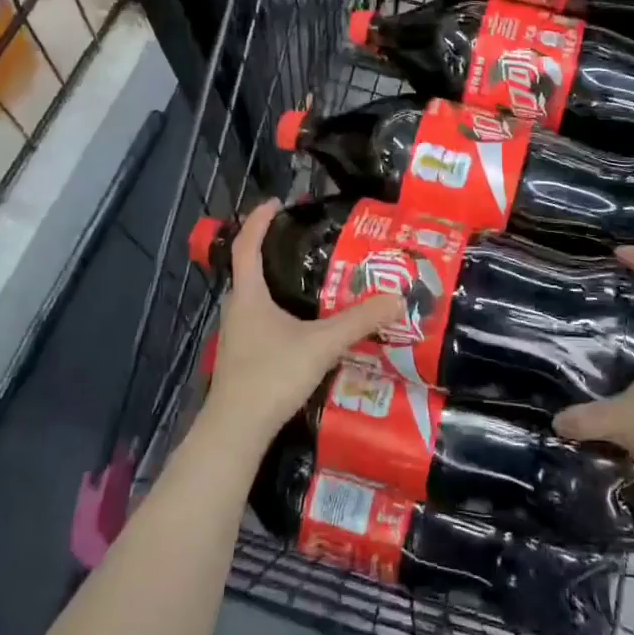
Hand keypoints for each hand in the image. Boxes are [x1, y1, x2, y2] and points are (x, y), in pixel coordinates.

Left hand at [202, 199, 404, 446]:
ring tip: (307, 274)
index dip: (260, 220)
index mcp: (249, 294)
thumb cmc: (271, 375)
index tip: (277, 202)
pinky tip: (301, 320)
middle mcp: (238, 308)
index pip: (248, 244)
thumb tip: (397, 297)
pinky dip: (276, 305)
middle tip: (301, 235)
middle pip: (249, 267)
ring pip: (254, 294)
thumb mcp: (322, 344)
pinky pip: (259, 316)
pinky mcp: (243, 355)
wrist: (236, 432)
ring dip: (274, 278)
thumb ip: (360, 321)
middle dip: (271, 246)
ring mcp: (237, 334)